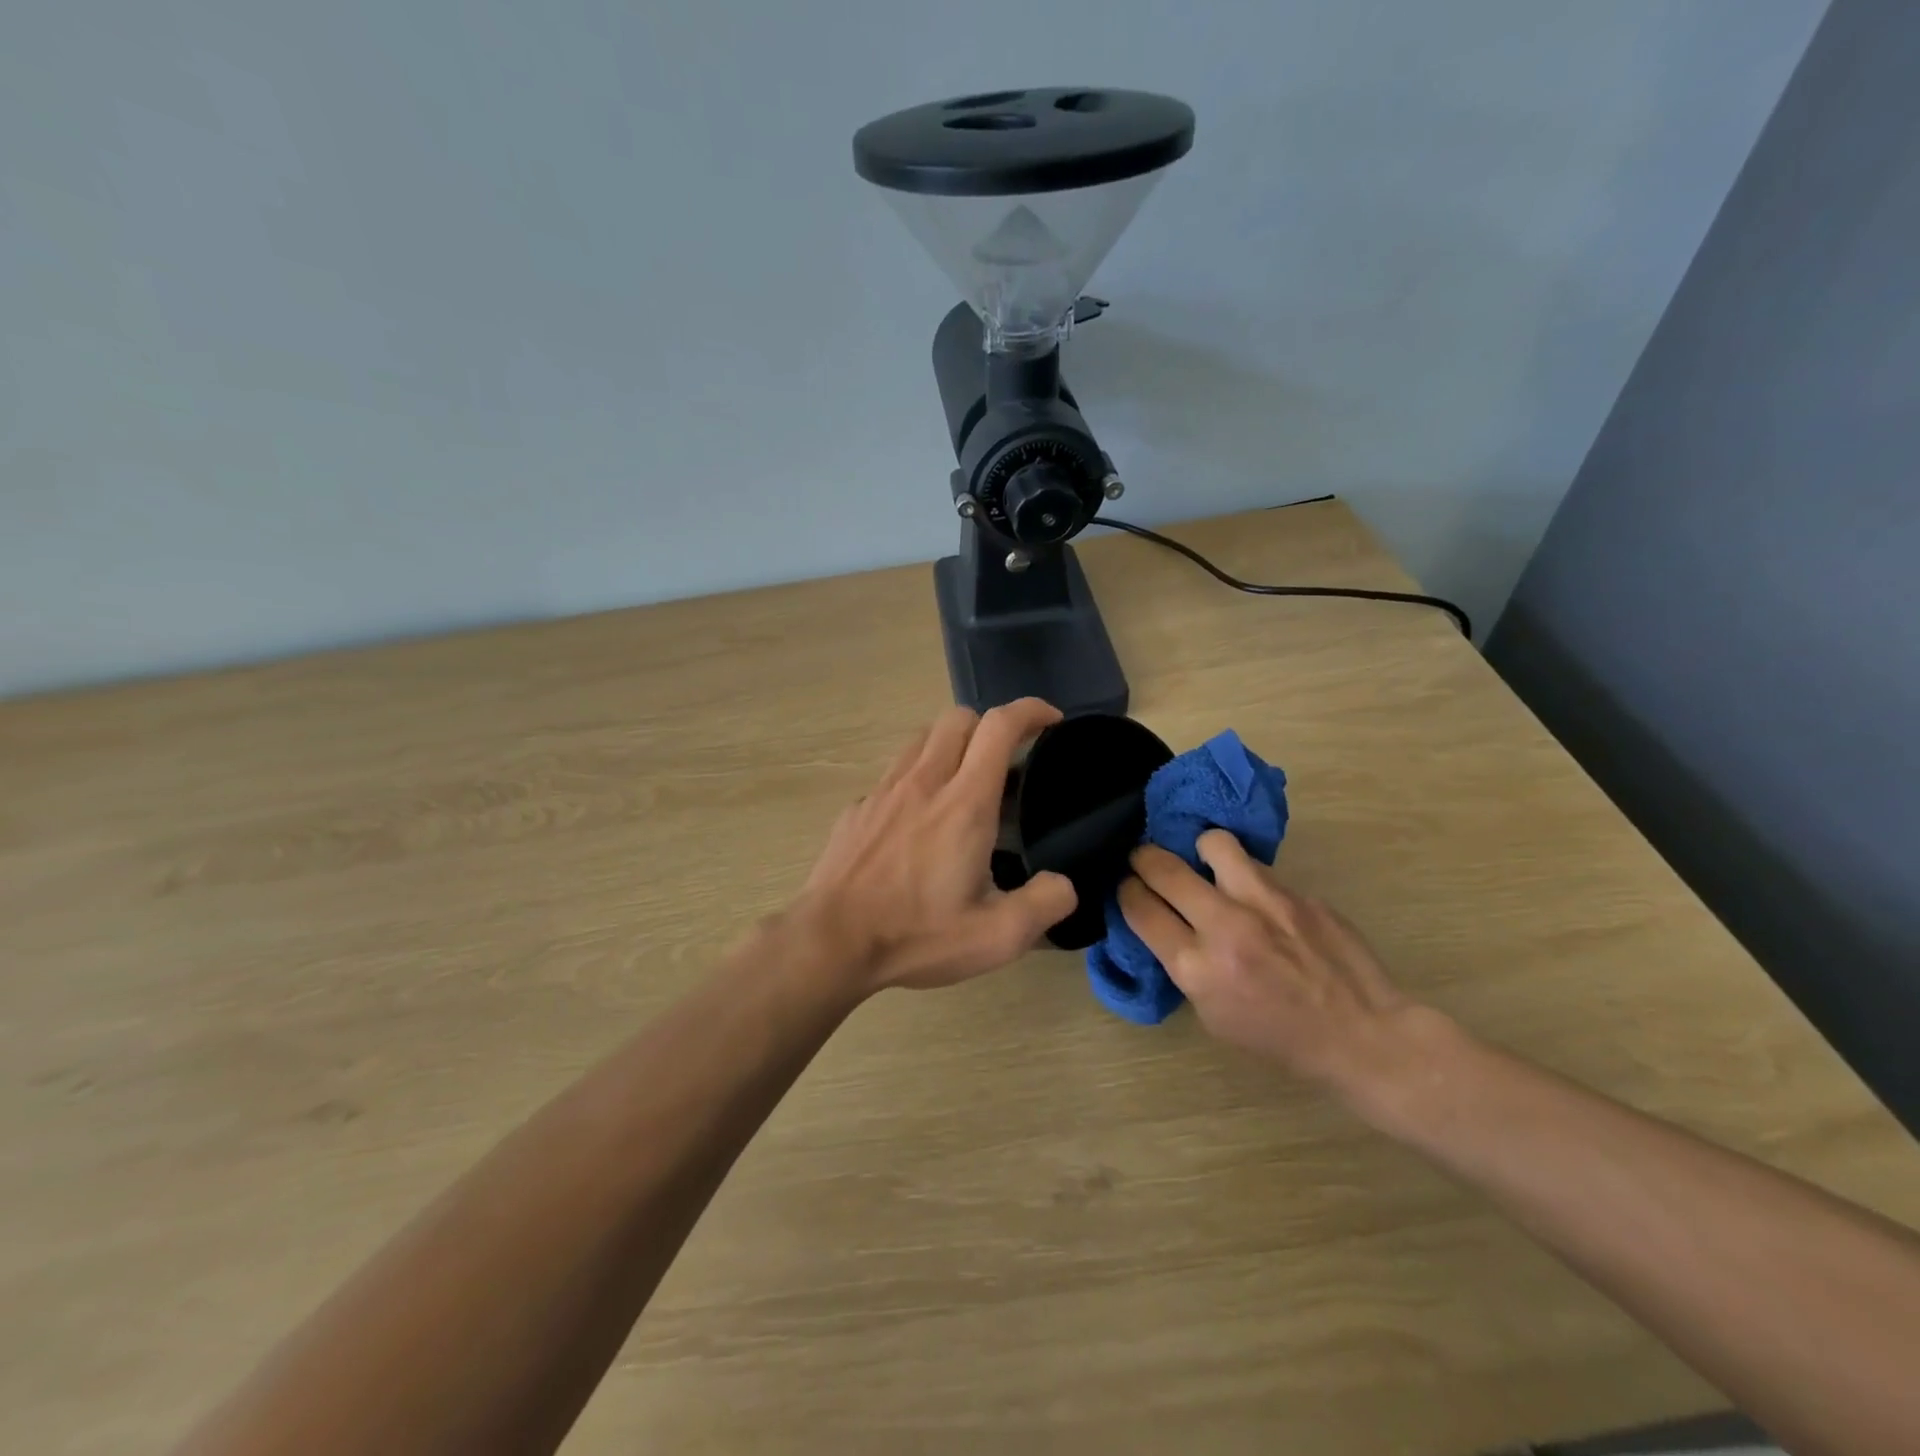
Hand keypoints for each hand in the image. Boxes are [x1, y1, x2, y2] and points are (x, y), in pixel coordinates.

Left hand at [794, 700, 1077, 993]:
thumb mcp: (996, 937)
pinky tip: (918, 818)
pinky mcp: (858, 807)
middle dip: (991, 726)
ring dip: (952, 744)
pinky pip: (895, 771)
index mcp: (965, 802)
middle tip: (1009, 760)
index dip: (1030, 711)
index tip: (1051, 720)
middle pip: (959, 718)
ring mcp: (884, 790)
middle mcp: (924, 781)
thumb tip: (1063, 884)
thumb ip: (1044, 904)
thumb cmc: (916, 934)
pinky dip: (918, 776)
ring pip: (923, 737)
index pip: (999, 726)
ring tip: (964, 781)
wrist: (831, 941)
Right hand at [1119, 831, 1443, 1102]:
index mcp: (1197, 967)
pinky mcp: (1299, 893)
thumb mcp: (1213, 1016)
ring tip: (1205, 863)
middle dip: (1143, 859)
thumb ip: (1185, 966)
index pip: (1139, 908)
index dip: (1125, 892)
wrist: (1362, 1037)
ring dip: (1199, 850)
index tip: (1127, 887)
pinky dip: (1247, 878)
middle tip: (1144, 860)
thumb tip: (1165, 926)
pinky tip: (1259, 899)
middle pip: (1162, 867)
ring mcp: (1266, 903)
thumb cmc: (1279, 1039)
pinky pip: (1259, 869)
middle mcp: (1225, 926)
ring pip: (1213, 843)